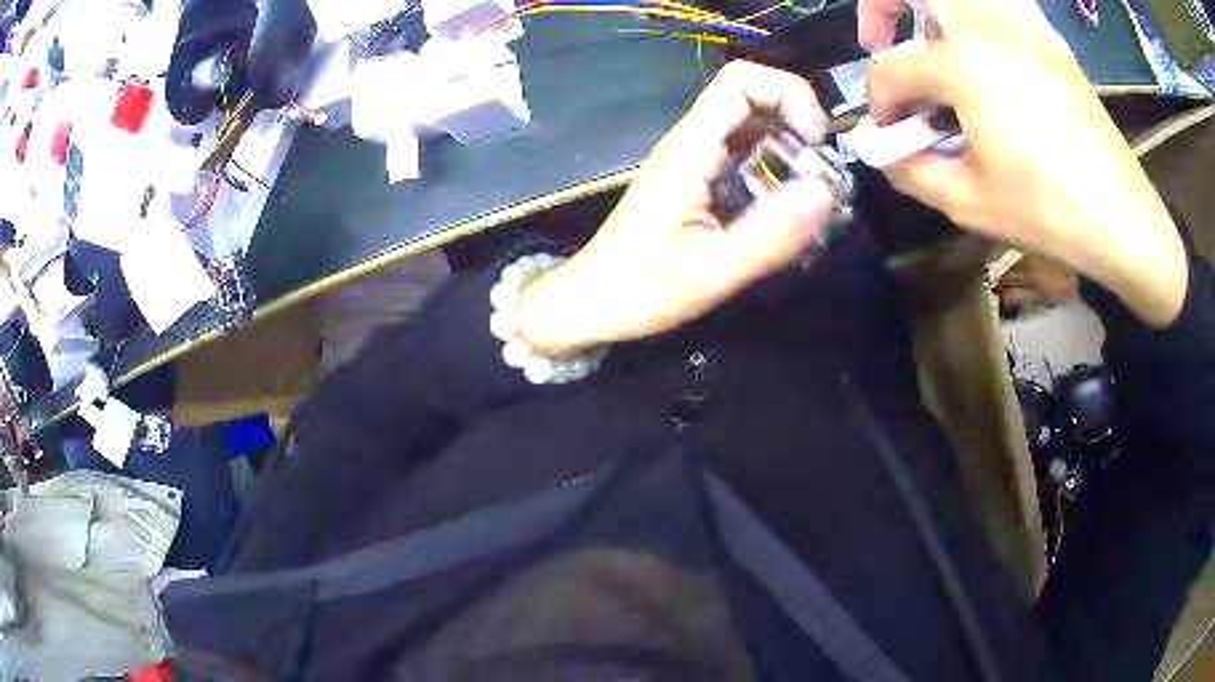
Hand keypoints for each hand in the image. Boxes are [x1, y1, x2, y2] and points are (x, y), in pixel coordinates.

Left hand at [515, 61, 832, 355]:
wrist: (592, 303)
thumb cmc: (641, 290)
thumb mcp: (711, 272)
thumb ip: (770, 235)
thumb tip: (826, 193)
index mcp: (690, 150)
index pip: (741, 80)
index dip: (789, 94)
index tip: (817, 142)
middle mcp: (692, 143)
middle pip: (753, 97)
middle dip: (799, 124)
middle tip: (823, 175)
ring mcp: (694, 160)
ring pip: (753, 127)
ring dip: (792, 150)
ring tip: (812, 198)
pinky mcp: (698, 180)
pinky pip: (746, 156)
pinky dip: (777, 171)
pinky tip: (787, 212)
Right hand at [860, 0, 1187, 326]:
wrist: (1122, 219)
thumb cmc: (1048, 212)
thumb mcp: (969, 203)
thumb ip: (913, 169)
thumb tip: (886, 150)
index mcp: (964, 64)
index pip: (894, 69)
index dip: (879, 102)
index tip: (887, 131)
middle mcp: (988, 26)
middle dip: (880, 6)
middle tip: (882, 44)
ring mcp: (1024, 25)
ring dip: (932, 8)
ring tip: (936, 43)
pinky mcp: (1049, 37)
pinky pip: (1003, 2)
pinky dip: (980, 12)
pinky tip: (984, 44)